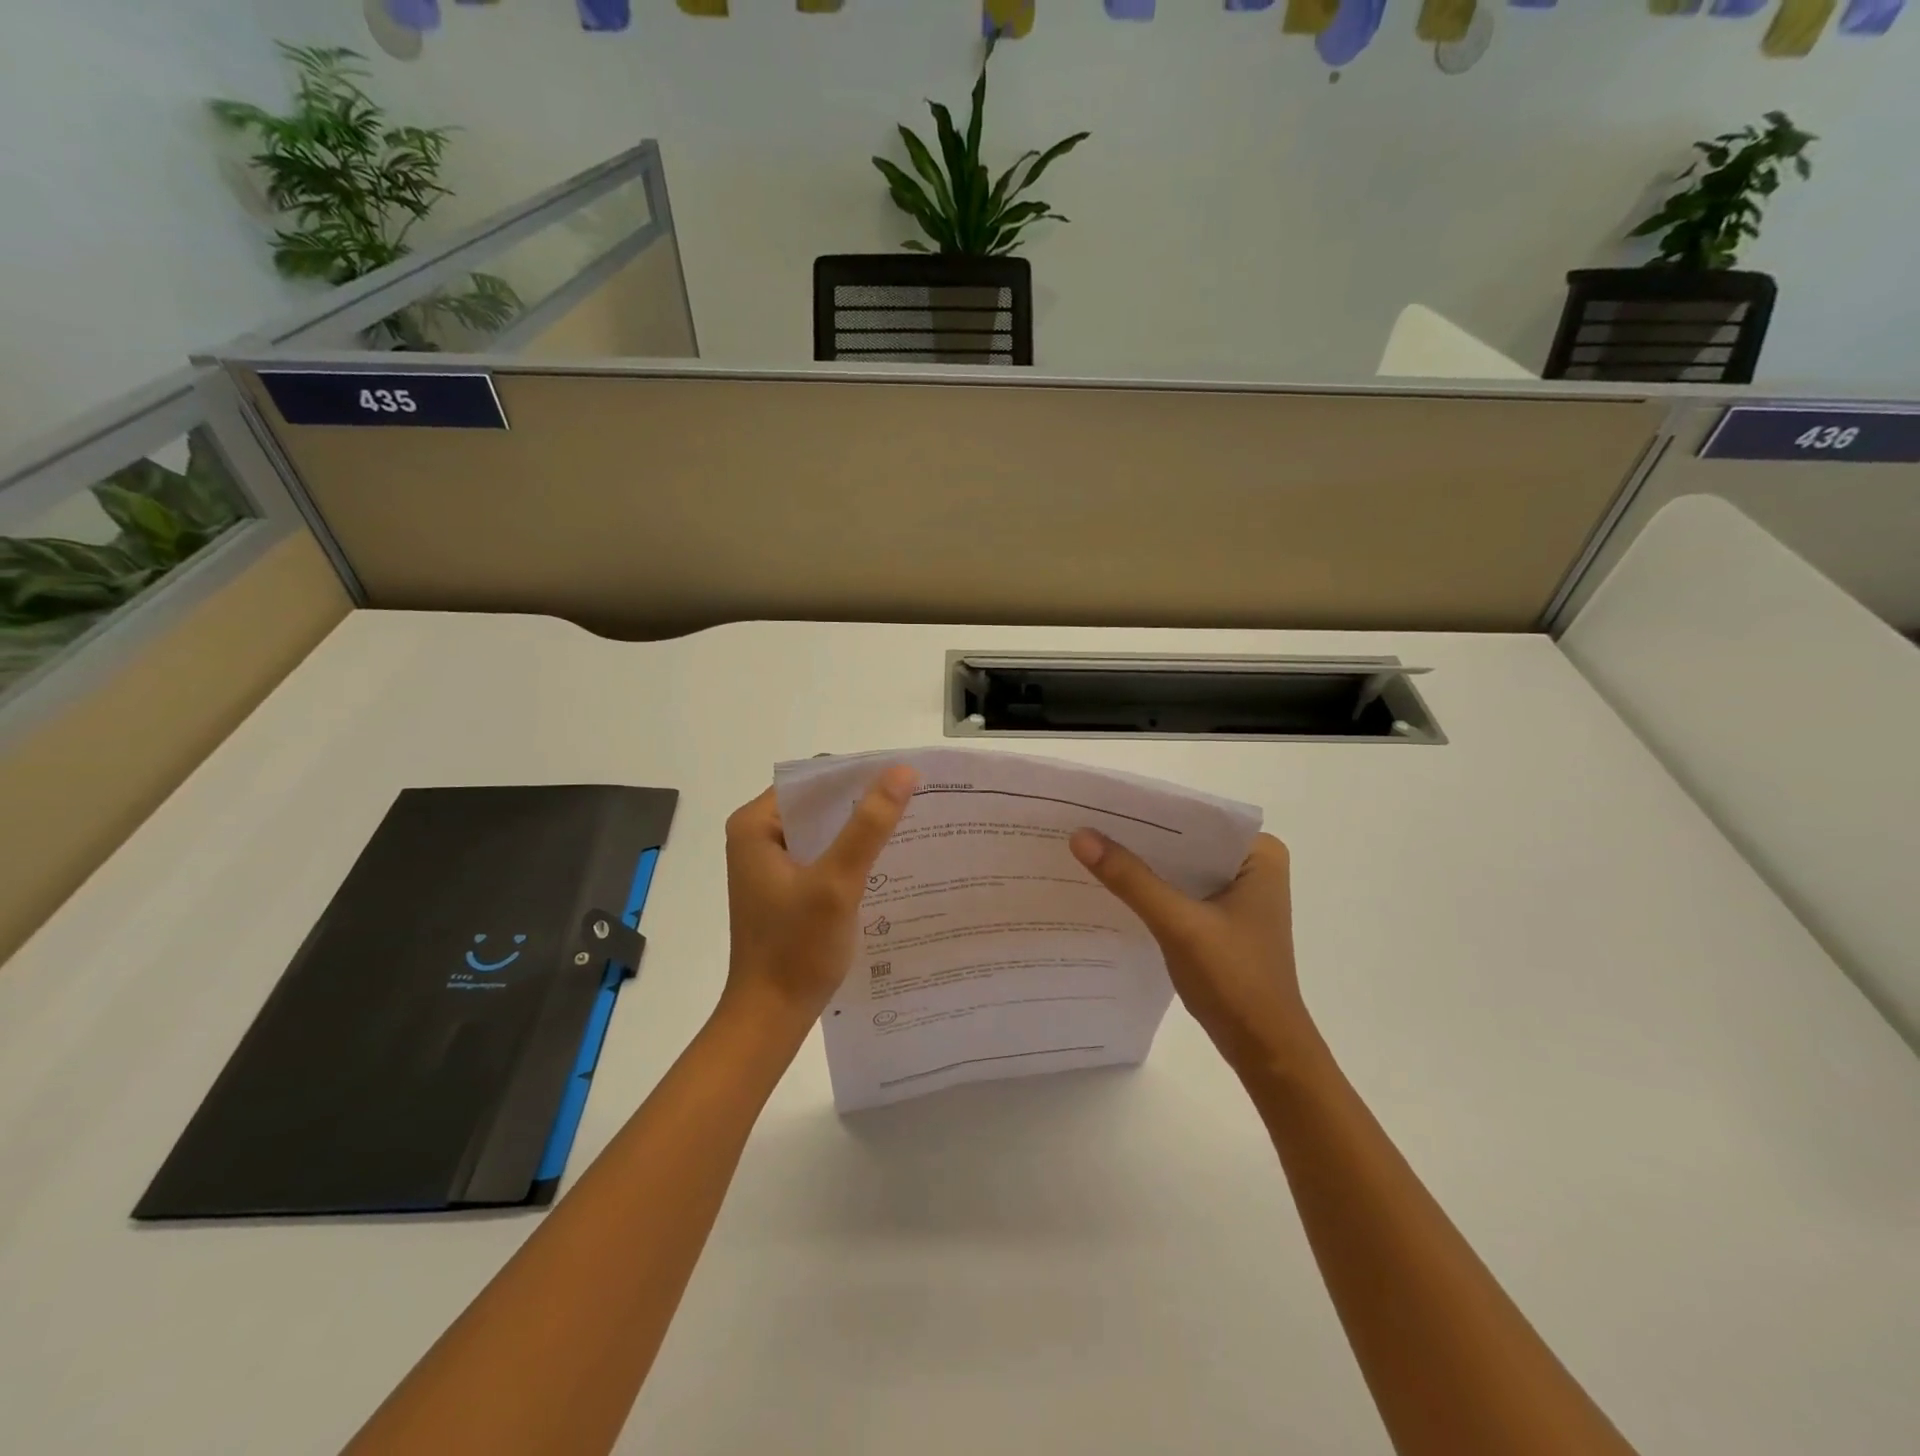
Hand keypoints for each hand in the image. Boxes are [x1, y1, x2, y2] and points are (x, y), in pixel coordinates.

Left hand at [722, 765, 916, 1031]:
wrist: (771, 1016)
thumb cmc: (797, 948)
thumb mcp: (837, 882)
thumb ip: (869, 825)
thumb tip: (902, 771)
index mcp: (755, 825)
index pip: (811, 780)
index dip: (857, 774)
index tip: (903, 777)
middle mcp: (757, 836)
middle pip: (818, 803)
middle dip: (863, 800)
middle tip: (915, 798)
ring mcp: (769, 863)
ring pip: (823, 829)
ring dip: (860, 828)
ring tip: (910, 822)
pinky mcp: (784, 887)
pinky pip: (822, 854)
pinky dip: (851, 853)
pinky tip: (888, 858)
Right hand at [1069, 830, 1317, 1075]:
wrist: (1265, 1050)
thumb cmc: (1235, 979)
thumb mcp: (1178, 923)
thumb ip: (1131, 879)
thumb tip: (1080, 836)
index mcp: (1260, 854)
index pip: (1195, 816)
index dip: (1148, 811)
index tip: (1100, 805)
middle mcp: (1252, 866)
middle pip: (1185, 841)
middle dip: (1140, 838)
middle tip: (1085, 824)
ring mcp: (1237, 895)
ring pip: (1180, 867)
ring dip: (1143, 865)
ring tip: (1090, 849)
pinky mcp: (1222, 920)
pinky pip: (1179, 892)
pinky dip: (1151, 891)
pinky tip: (1112, 887)